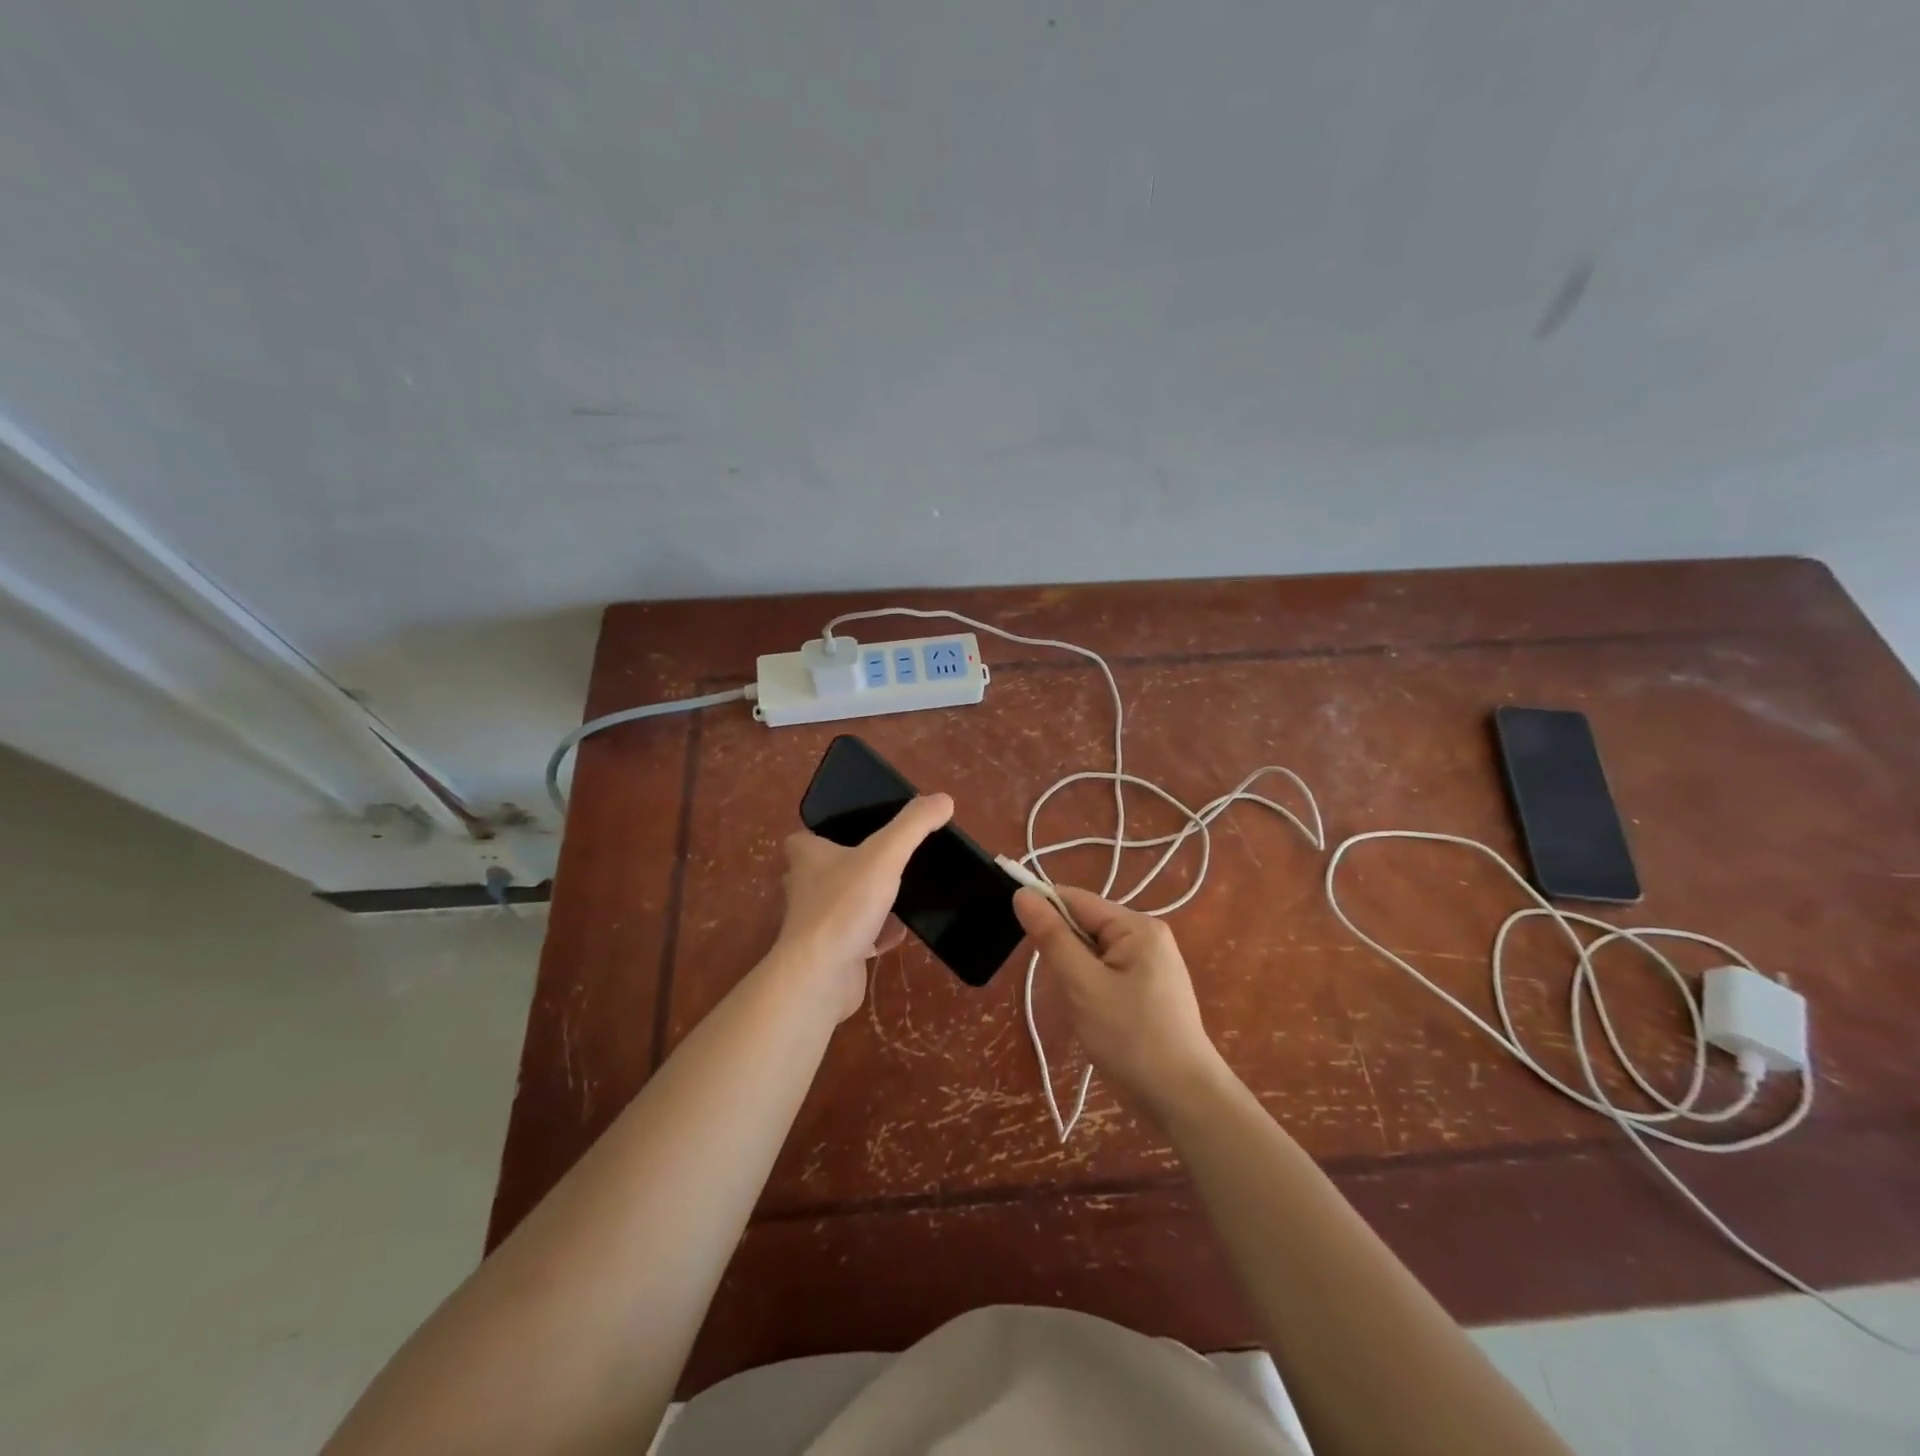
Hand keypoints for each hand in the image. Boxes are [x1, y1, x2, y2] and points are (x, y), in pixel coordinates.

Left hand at [773, 794, 953, 1021]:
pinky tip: (900, 932)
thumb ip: (914, 825)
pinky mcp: (830, 953)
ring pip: (844, 904)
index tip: (856, 831)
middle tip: (886, 859)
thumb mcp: (885, 854)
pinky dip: (877, 933)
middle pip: (827, 870)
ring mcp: (816, 924)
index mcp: (807, 857)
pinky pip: (857, 936)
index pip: (805, 838)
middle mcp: (804, 888)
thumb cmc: (844, 905)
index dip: (825, 833)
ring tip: (900, 892)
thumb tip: (944, 799)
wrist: (821, 975)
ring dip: (867, 900)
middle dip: (853, 866)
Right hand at [1012, 886, 1228, 1119]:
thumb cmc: (1131, 1038)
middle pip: (1085, 925)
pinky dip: (1089, 988)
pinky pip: (1105, 973)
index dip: (1042, 908)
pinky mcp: (1148, 990)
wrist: (1183, 1102)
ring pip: (1092, 953)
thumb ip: (1052, 937)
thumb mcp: (1083, 985)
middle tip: (1059, 988)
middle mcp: (1147, 937)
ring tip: (1078, 1008)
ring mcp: (1150, 965)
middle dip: (1062, 951)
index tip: (1011, 927)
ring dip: (1074, 974)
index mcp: (1137, 926)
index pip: (1076, 899)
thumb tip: (1023, 894)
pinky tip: (1091, 1017)